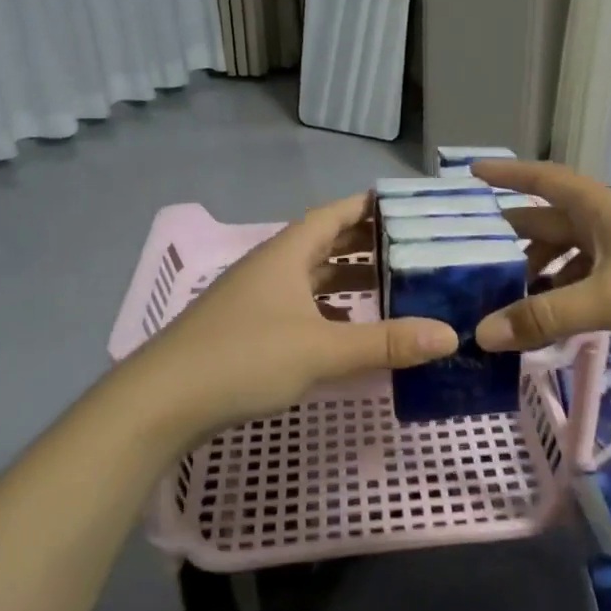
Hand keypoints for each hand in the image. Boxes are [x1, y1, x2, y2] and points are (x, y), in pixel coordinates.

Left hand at [123, 195, 457, 440]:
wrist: (160, 403)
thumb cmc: (243, 359)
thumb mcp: (321, 350)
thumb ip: (385, 342)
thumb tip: (450, 335)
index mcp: (287, 254)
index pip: (334, 214)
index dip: (369, 206)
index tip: (408, 207)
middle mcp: (271, 268)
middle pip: (325, 244)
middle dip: (367, 245)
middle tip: (413, 250)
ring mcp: (255, 300)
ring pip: (311, 279)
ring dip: (348, 281)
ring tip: (392, 289)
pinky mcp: (247, 330)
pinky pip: (299, 308)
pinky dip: (328, 312)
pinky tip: (347, 330)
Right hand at [475, 161, 610, 395]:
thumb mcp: (607, 300)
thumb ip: (544, 318)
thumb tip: (481, 335)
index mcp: (600, 209)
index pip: (544, 180)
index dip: (508, 174)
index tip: (471, 172)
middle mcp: (610, 222)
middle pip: (550, 221)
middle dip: (512, 238)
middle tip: (472, 258)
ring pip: (568, 254)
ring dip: (538, 272)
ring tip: (506, 299)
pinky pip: (588, 278)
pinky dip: (565, 293)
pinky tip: (552, 320)